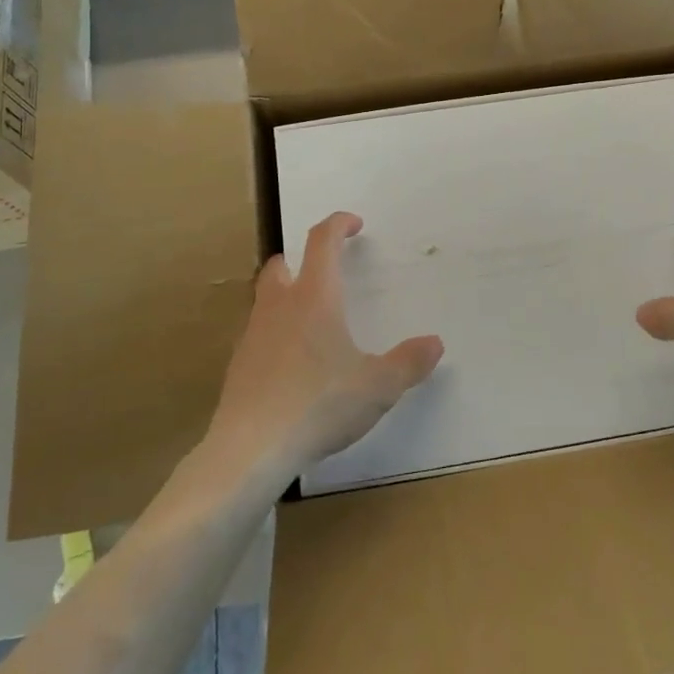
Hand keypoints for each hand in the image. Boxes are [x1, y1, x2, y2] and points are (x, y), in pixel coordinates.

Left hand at [205, 212, 442, 482]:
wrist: (251, 448)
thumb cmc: (319, 405)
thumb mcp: (378, 386)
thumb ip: (409, 362)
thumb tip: (435, 343)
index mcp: (315, 297)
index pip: (322, 241)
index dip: (338, 224)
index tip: (354, 224)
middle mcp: (280, 306)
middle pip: (280, 264)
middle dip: (301, 259)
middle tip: (323, 271)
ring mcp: (253, 335)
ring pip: (265, 299)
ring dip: (286, 296)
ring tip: (311, 321)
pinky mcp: (238, 366)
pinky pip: (258, 334)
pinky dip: (275, 334)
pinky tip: (291, 364)